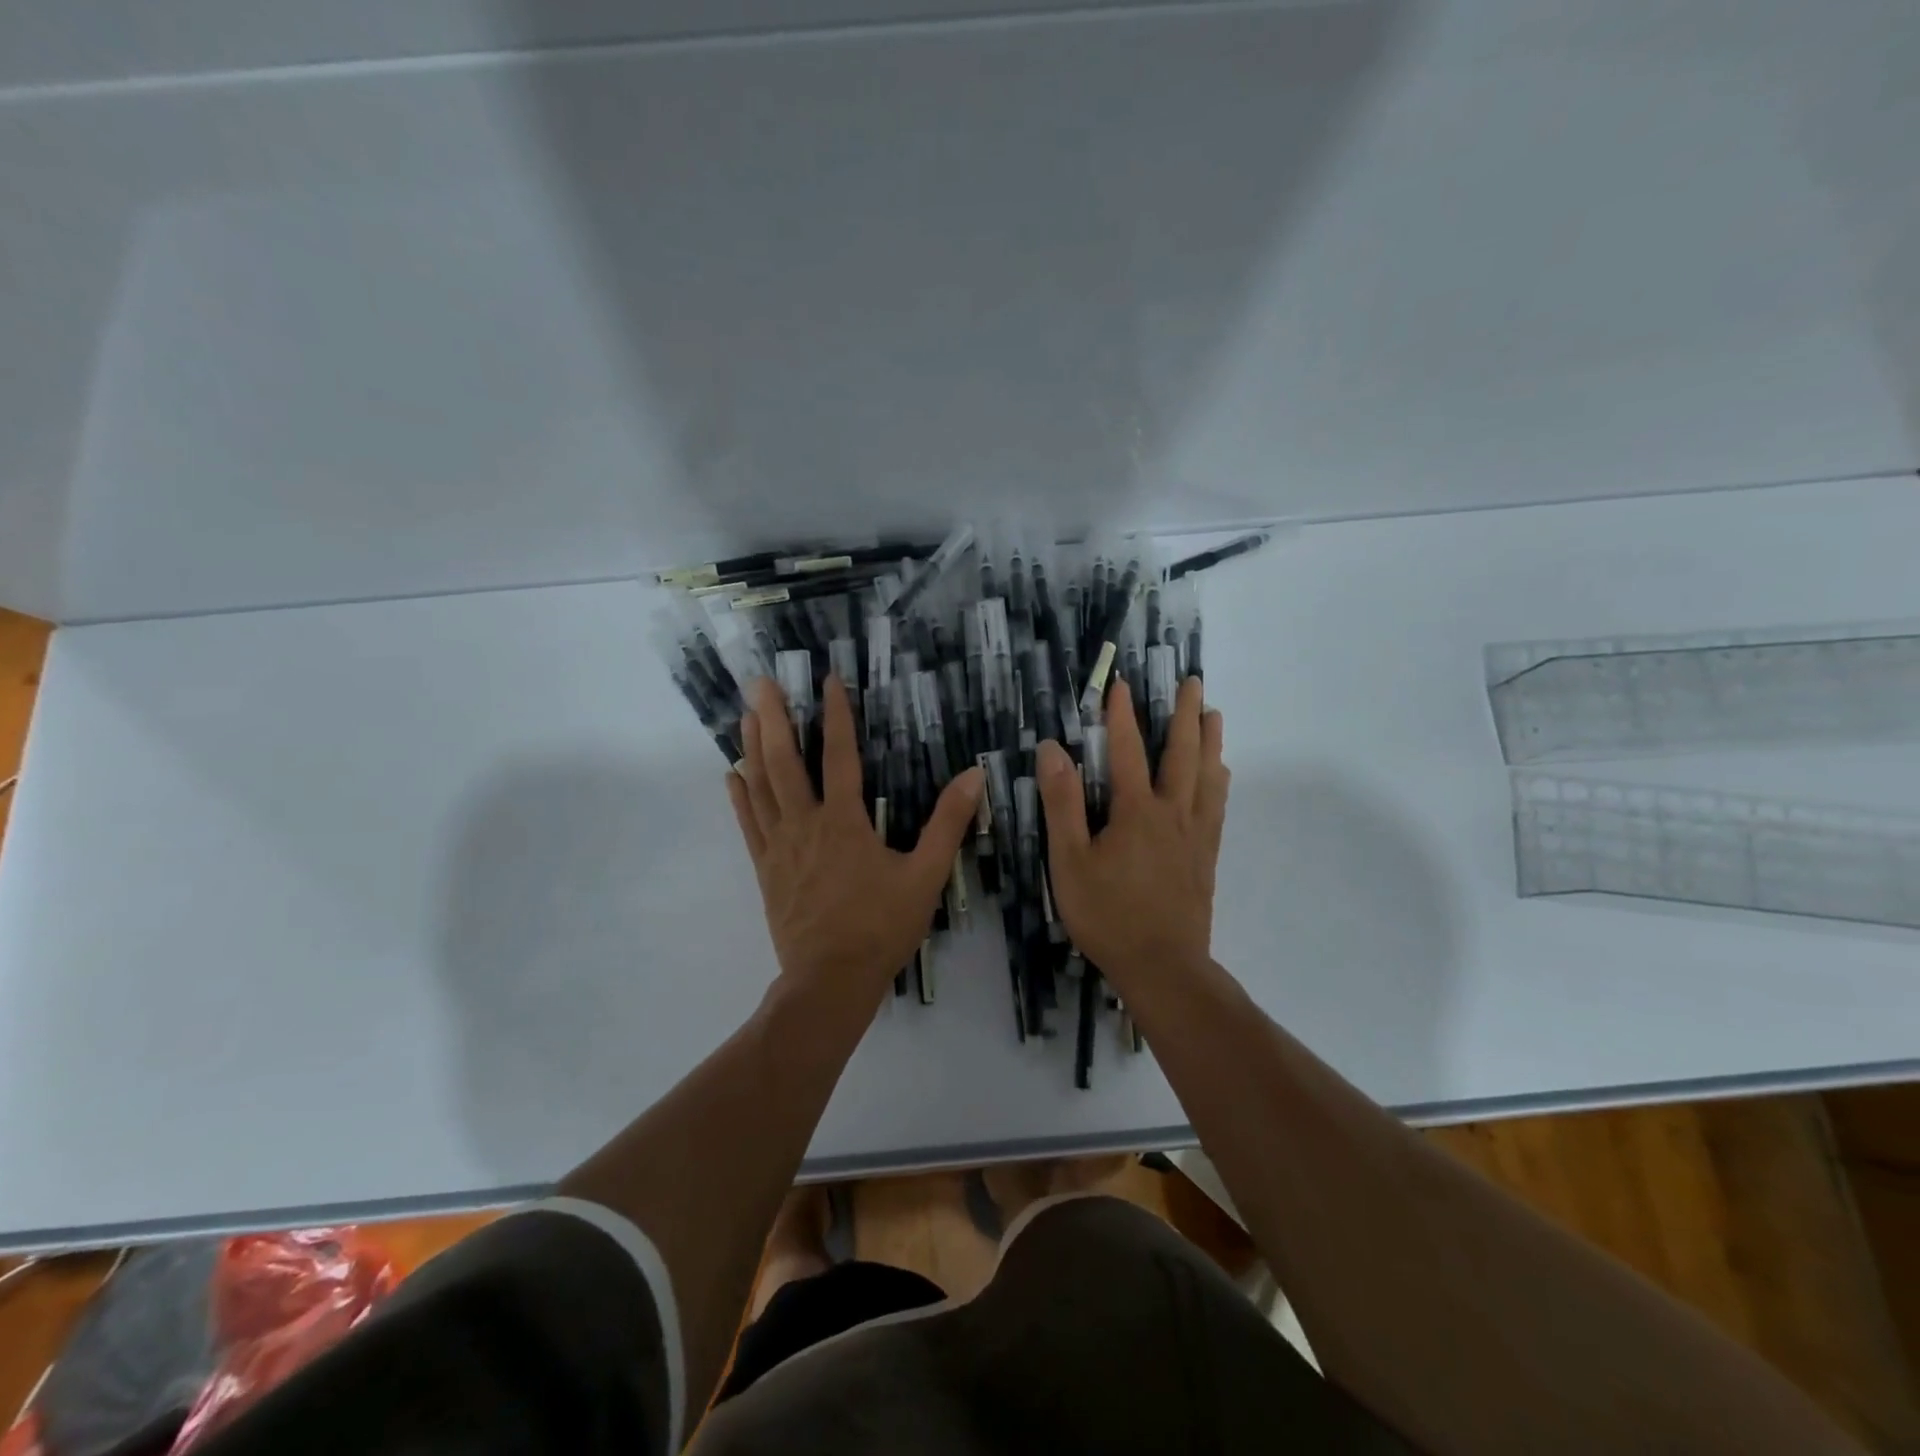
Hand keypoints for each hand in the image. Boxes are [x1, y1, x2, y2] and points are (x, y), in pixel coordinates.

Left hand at [727, 675, 983, 996]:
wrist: (830, 981)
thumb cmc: (881, 927)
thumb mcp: (926, 875)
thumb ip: (948, 823)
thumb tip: (973, 775)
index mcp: (844, 821)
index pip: (839, 755)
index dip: (835, 715)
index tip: (828, 680)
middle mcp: (805, 824)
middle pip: (784, 761)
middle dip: (774, 718)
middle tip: (760, 682)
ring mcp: (779, 846)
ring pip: (760, 786)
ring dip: (752, 747)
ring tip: (746, 714)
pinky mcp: (765, 869)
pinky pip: (748, 824)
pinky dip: (740, 796)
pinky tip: (731, 775)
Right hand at [1036, 677, 1228, 980]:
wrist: (1163, 966)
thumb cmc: (1107, 915)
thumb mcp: (1069, 861)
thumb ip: (1061, 804)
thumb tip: (1052, 750)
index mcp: (1135, 811)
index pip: (1126, 750)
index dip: (1121, 715)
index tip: (1121, 683)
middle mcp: (1172, 813)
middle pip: (1181, 753)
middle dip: (1184, 714)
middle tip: (1193, 682)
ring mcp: (1195, 834)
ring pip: (1207, 776)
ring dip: (1209, 741)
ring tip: (1214, 714)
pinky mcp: (1206, 856)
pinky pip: (1217, 806)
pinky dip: (1219, 781)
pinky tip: (1221, 774)